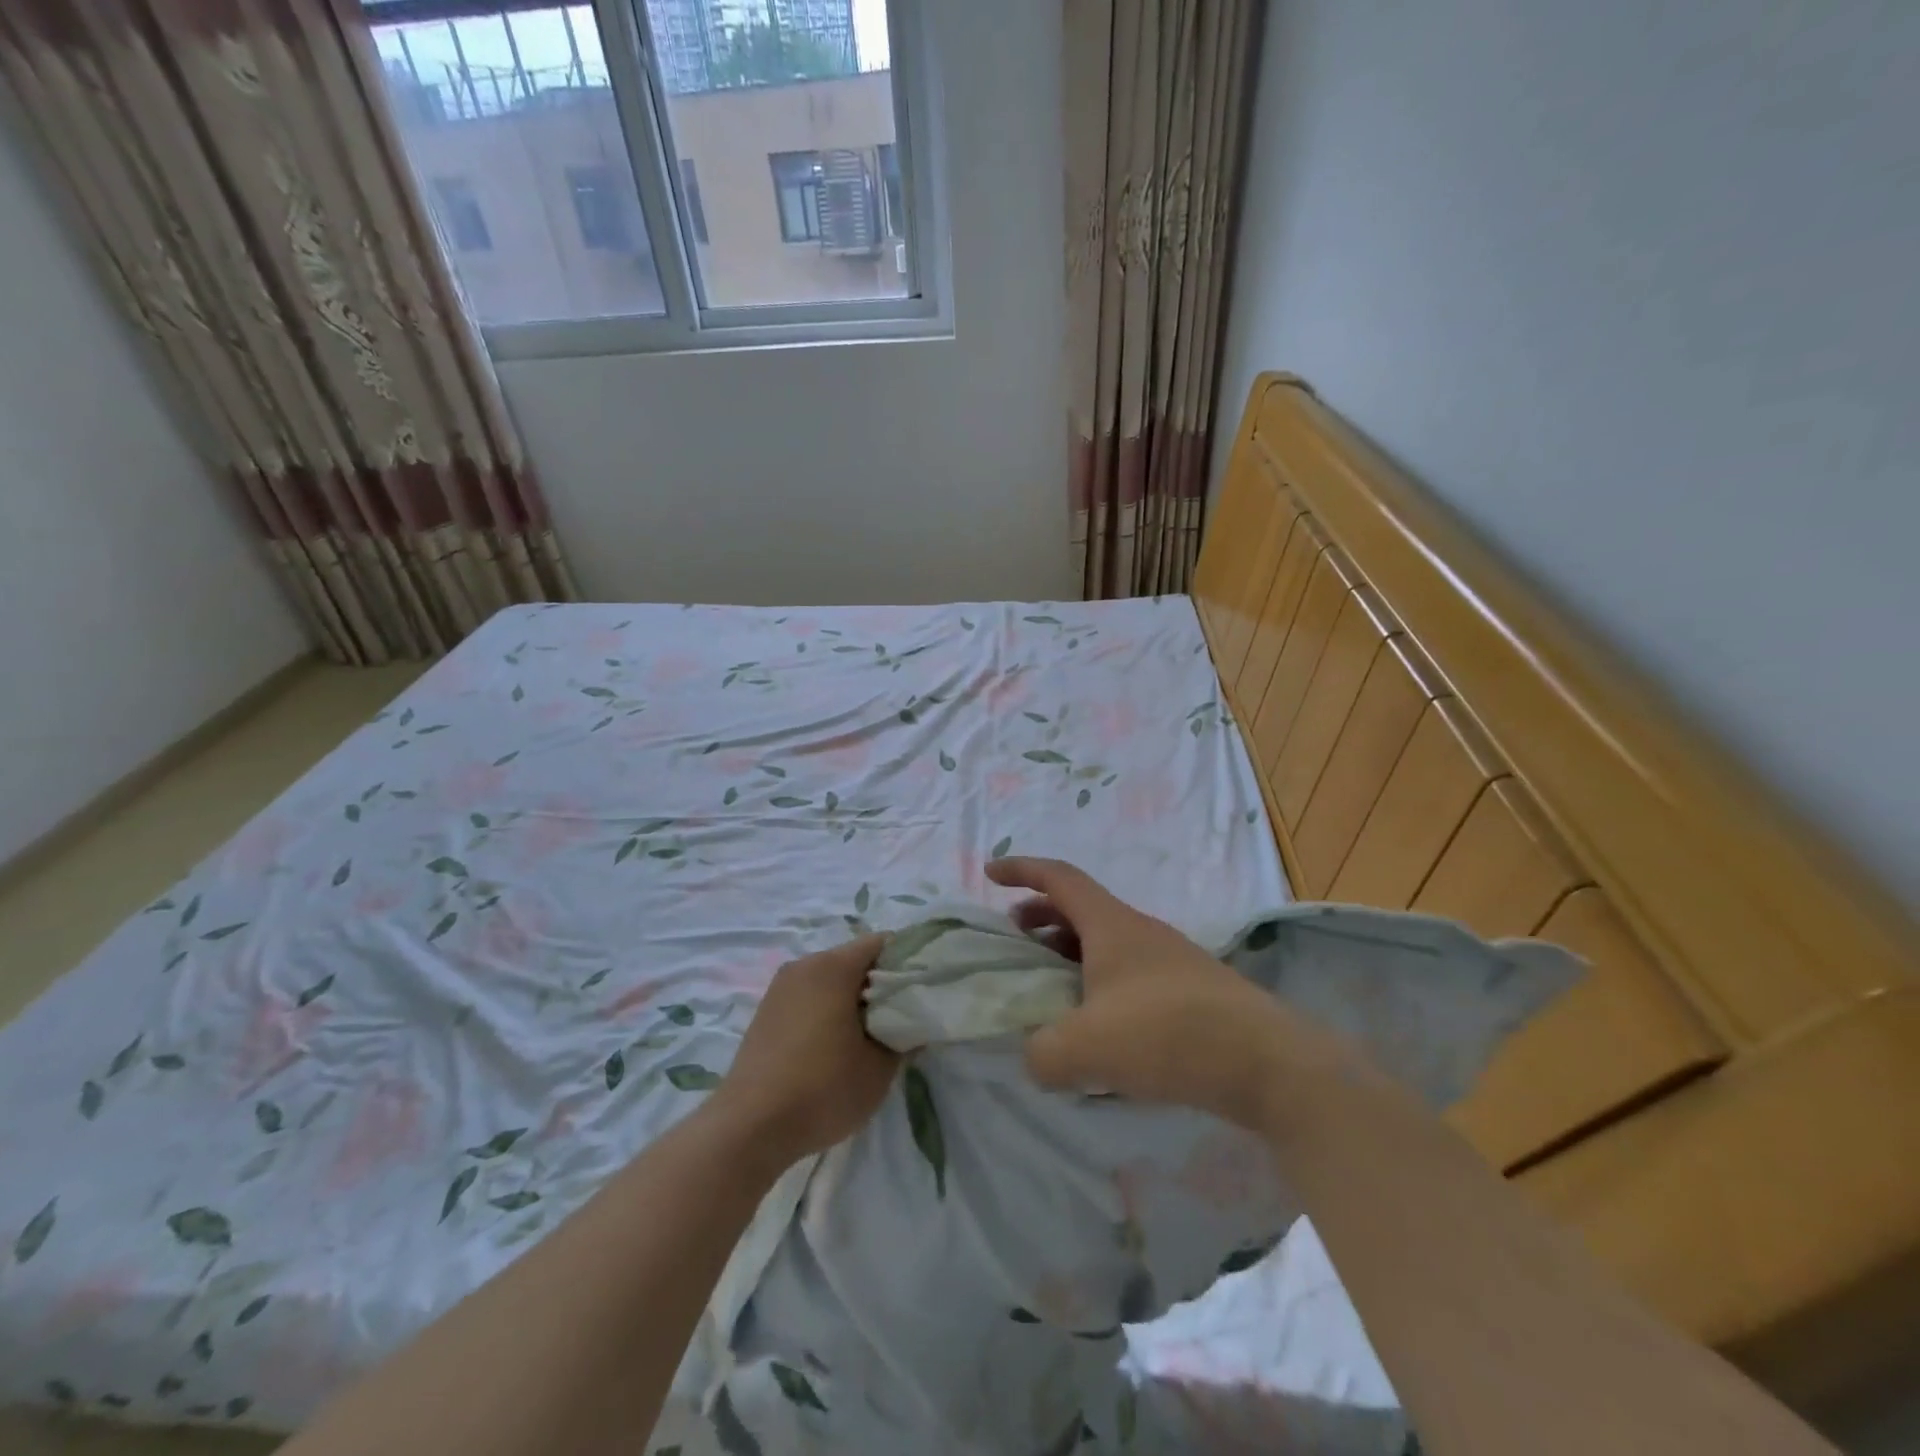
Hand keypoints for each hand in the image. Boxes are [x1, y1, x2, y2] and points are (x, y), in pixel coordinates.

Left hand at [714, 934, 897, 1165]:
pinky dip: (828, 1010)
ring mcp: (780, 988)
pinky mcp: (766, 1012)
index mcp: (832, 966)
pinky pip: (809, 997)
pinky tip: (835, 1046)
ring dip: (853, 998)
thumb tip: (913, 1022)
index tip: (923, 989)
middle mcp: (804, 965)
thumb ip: (904, 1035)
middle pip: (854, 959)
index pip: (882, 943)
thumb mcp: (879, 1067)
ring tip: (870, 1035)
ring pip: (830, 979)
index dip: (908, 961)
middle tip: (901, 1016)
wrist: (748, 1129)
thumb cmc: (822, 1089)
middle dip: (881, 982)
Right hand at [989, 858, 1329, 1129]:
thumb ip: (1042, 1053)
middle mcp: (1139, 931)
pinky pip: (1129, 973)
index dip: (1021, 870)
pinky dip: (1100, 983)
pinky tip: (1098, 1026)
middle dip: (1041, 916)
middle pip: (1081, 907)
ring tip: (1051, 986)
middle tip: (1015, 939)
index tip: (990, 873)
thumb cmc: (1167, 1034)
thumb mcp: (1085, 1048)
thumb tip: (1036, 1057)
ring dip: (1071, 952)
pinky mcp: (1190, 992)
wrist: (1267, 1062)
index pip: (1058, 877)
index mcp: (1110, 925)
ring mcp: (1169, 960)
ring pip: (1107, 942)